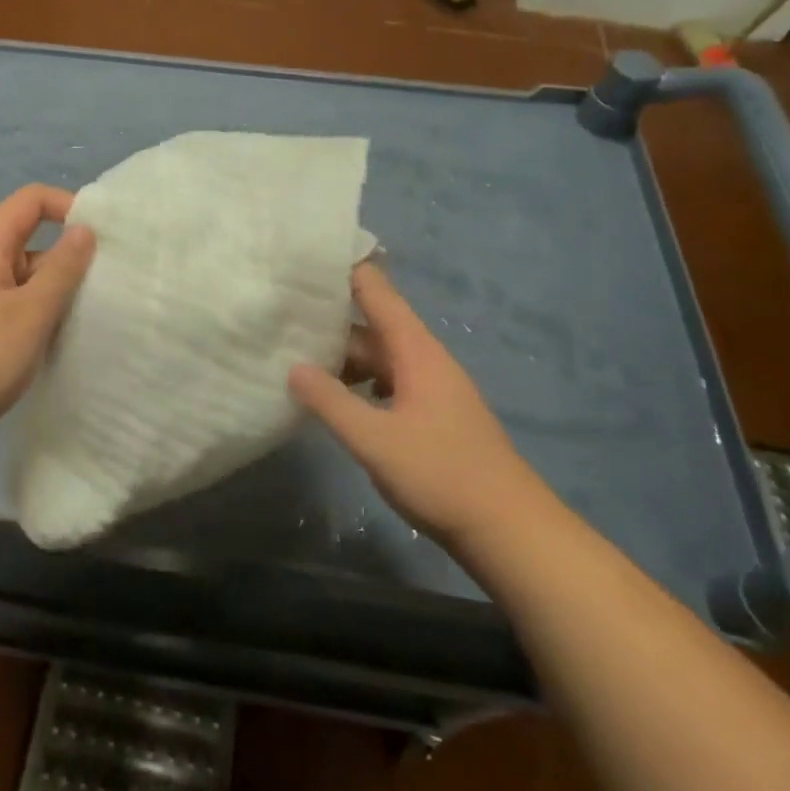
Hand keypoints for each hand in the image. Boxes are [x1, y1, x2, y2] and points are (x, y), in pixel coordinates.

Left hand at [0, 184, 95, 454]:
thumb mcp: (31, 313)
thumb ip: (62, 269)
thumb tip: (84, 229)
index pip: (30, 200)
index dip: (67, 205)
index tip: (101, 236)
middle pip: (31, 238)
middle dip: (69, 257)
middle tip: (106, 286)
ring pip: (25, 276)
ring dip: (56, 290)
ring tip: (90, 317)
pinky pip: (15, 304)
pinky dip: (39, 313)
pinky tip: (57, 341)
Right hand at [290, 263, 549, 548]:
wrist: (510, 530)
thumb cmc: (442, 475)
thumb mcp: (375, 440)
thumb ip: (331, 402)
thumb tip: (292, 366)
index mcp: (414, 350)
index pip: (375, 289)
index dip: (342, 269)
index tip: (301, 260)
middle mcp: (423, 358)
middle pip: (370, 324)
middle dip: (328, 318)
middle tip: (279, 313)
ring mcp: (429, 386)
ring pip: (377, 356)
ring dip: (340, 355)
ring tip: (294, 356)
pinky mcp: (430, 414)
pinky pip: (386, 381)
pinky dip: (357, 382)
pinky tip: (333, 400)